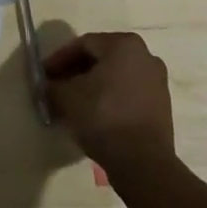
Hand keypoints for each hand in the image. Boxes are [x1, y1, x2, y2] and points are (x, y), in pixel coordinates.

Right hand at [44, 32, 174, 174]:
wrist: (143, 163)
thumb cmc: (103, 116)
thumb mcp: (66, 97)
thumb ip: (52, 86)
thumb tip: (47, 86)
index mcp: (124, 44)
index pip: (83, 44)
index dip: (59, 59)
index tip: (45, 75)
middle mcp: (145, 56)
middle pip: (101, 59)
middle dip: (76, 73)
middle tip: (57, 87)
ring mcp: (157, 82)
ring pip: (115, 77)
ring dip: (93, 87)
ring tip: (74, 104)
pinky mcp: (162, 107)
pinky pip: (128, 94)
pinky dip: (110, 100)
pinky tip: (94, 116)